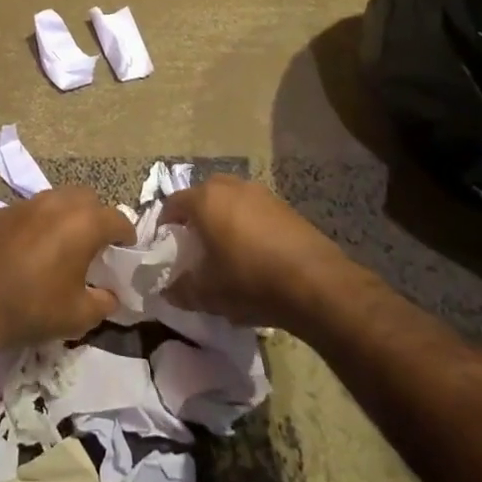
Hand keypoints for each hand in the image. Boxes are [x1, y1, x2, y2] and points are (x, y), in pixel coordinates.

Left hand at [0, 186, 127, 348]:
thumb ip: (103, 303)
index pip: (117, 219)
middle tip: (93, 242)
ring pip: (53, 199)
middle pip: (86, 197)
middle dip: (95, 215)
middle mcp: (54, 204)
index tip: (126, 248)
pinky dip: (33, 225)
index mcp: (82, 224)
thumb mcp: (78, 316)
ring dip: (63, 215)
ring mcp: (22, 205)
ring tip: (60, 243)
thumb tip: (110, 296)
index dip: (126, 234)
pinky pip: (25, 212)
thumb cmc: (32, 308)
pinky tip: (25, 250)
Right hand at [162, 175, 348, 330]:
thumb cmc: (250, 281)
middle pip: (204, 196)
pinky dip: (249, 225)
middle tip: (196, 244)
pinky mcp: (286, 207)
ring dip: (225, 218)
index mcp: (206, 200)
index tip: (167, 245)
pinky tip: (257, 254)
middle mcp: (232, 187)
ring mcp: (262, 193)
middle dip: (197, 216)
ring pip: (232, 201)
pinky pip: (256, 211)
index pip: (174, 203)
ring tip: (228, 249)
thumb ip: (182, 290)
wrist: (316, 283)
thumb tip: (168, 292)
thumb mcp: (208, 294)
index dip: (166, 224)